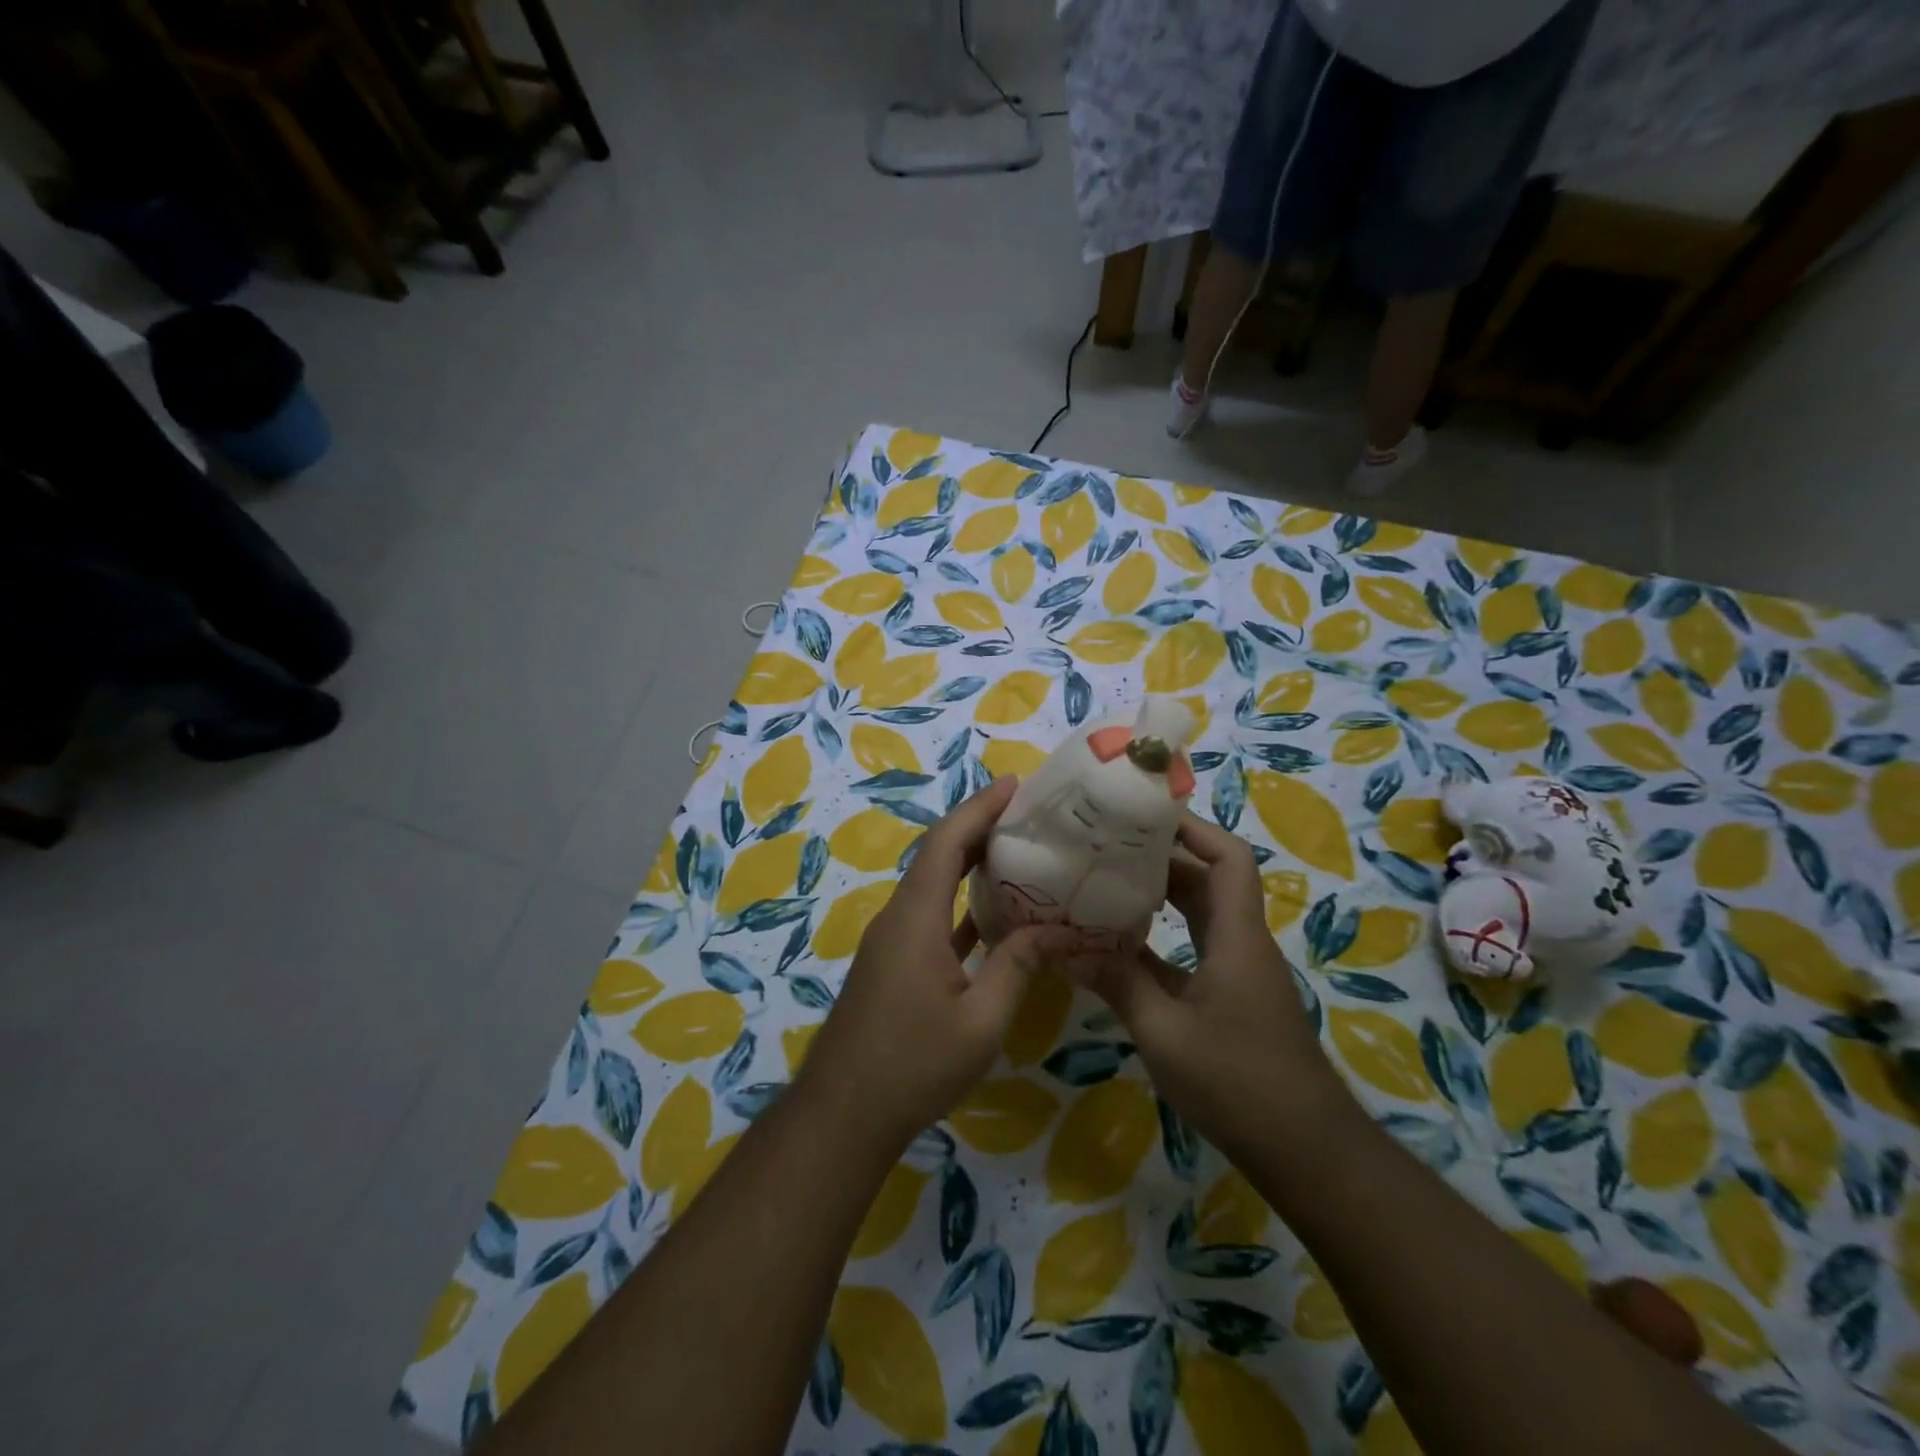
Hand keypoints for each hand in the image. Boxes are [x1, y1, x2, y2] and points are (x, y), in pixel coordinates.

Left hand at [797, 776, 1072, 1157]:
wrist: (844, 1111)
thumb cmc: (914, 1064)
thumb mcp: (981, 1020)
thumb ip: (1018, 967)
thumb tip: (1058, 930)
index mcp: (915, 917)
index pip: (947, 843)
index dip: (979, 808)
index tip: (1014, 784)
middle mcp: (899, 916)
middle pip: (938, 854)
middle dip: (978, 826)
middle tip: (1025, 812)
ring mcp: (892, 940)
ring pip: (933, 883)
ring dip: (968, 861)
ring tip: (1016, 849)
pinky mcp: (893, 962)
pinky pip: (930, 914)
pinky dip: (959, 902)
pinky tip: (992, 911)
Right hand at [1083, 812, 1353, 1160]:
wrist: (1305, 1151)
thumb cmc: (1238, 1082)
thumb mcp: (1164, 1032)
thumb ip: (1116, 983)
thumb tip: (1062, 946)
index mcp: (1236, 937)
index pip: (1228, 858)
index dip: (1193, 829)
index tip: (1145, 816)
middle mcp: (1242, 942)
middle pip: (1209, 879)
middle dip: (1161, 857)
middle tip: (1107, 846)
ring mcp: (1239, 971)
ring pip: (1201, 914)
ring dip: (1161, 896)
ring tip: (1106, 883)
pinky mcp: (1232, 997)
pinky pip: (1196, 947)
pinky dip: (1162, 937)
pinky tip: (1121, 945)